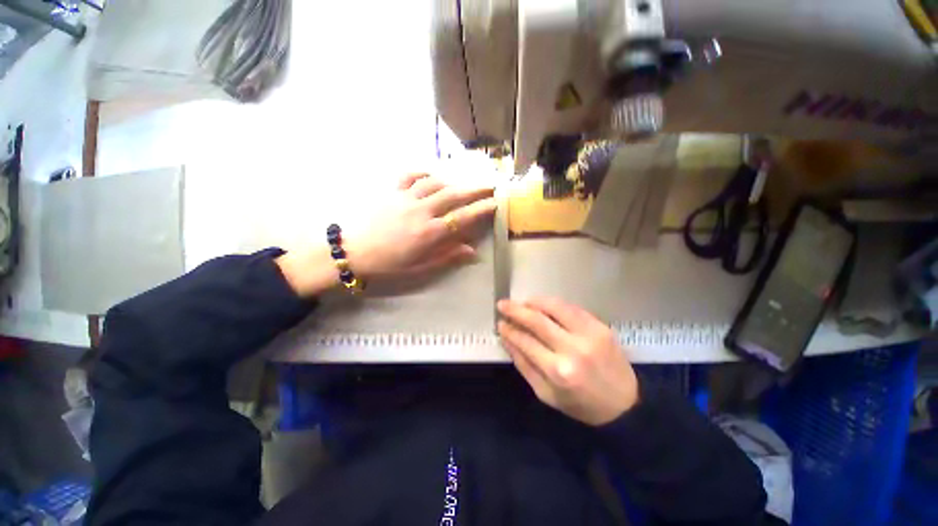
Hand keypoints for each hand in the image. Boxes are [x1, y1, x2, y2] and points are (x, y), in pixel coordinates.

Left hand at [346, 173, 496, 280]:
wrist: (354, 251)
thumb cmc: (389, 264)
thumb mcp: (420, 267)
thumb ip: (447, 256)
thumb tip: (472, 251)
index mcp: (429, 233)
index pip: (462, 218)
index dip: (481, 209)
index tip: (496, 203)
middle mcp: (421, 211)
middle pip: (453, 195)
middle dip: (474, 189)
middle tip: (490, 185)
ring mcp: (406, 199)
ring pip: (435, 183)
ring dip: (453, 181)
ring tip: (463, 184)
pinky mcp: (392, 192)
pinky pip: (411, 176)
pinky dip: (424, 173)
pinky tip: (431, 176)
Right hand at [497, 298, 638, 425]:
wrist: (625, 405)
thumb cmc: (580, 404)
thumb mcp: (545, 394)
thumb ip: (524, 365)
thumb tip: (507, 339)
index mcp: (558, 371)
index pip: (526, 341)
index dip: (510, 331)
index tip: (500, 324)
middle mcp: (573, 349)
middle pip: (537, 320)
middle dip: (516, 310)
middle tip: (502, 304)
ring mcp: (589, 334)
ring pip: (554, 307)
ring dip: (534, 302)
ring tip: (522, 302)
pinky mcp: (600, 326)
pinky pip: (571, 307)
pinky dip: (553, 303)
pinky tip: (543, 304)